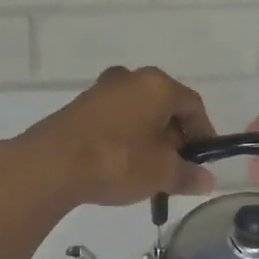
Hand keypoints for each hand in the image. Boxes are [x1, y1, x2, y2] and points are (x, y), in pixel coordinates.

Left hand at [8, 66, 216, 207]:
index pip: (193, 105)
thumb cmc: (118, 160)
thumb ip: (188, 175)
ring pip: (138, 112)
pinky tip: (122, 163)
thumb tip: (207, 180)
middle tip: (177, 166)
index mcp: (157, 85)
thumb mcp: (161, 173)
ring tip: (149, 169)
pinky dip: (126, 137)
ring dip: (149, 137)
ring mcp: (102, 89)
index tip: (204, 158)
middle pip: (164, 105)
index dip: (204, 132)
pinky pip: (115, 118)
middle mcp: (131, 77)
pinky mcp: (80, 106)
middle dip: (175, 136)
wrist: (52, 164)